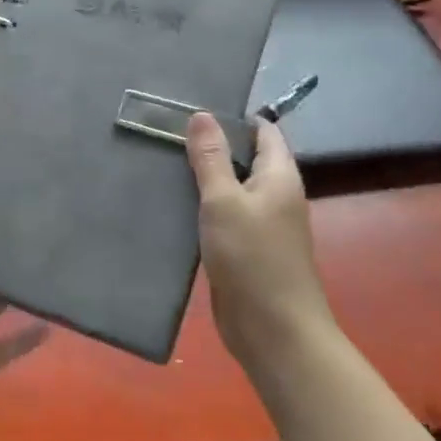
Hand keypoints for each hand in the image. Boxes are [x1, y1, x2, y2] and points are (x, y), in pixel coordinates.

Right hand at [186, 113, 335, 371]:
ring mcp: (260, 224)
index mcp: (279, 176)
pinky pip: (222, 215)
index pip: (263, 131)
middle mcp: (274, 195)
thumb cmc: (252, 258)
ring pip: (229, 188)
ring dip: (202, 177)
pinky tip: (169, 202)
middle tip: (166, 131)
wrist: (273, 331)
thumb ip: (211, 158)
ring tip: (161, 159)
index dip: (233, 117)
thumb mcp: (224, 200)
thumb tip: (202, 114)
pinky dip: (200, 206)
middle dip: (211, 145)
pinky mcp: (243, 248)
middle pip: (244, 158)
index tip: (193, 109)